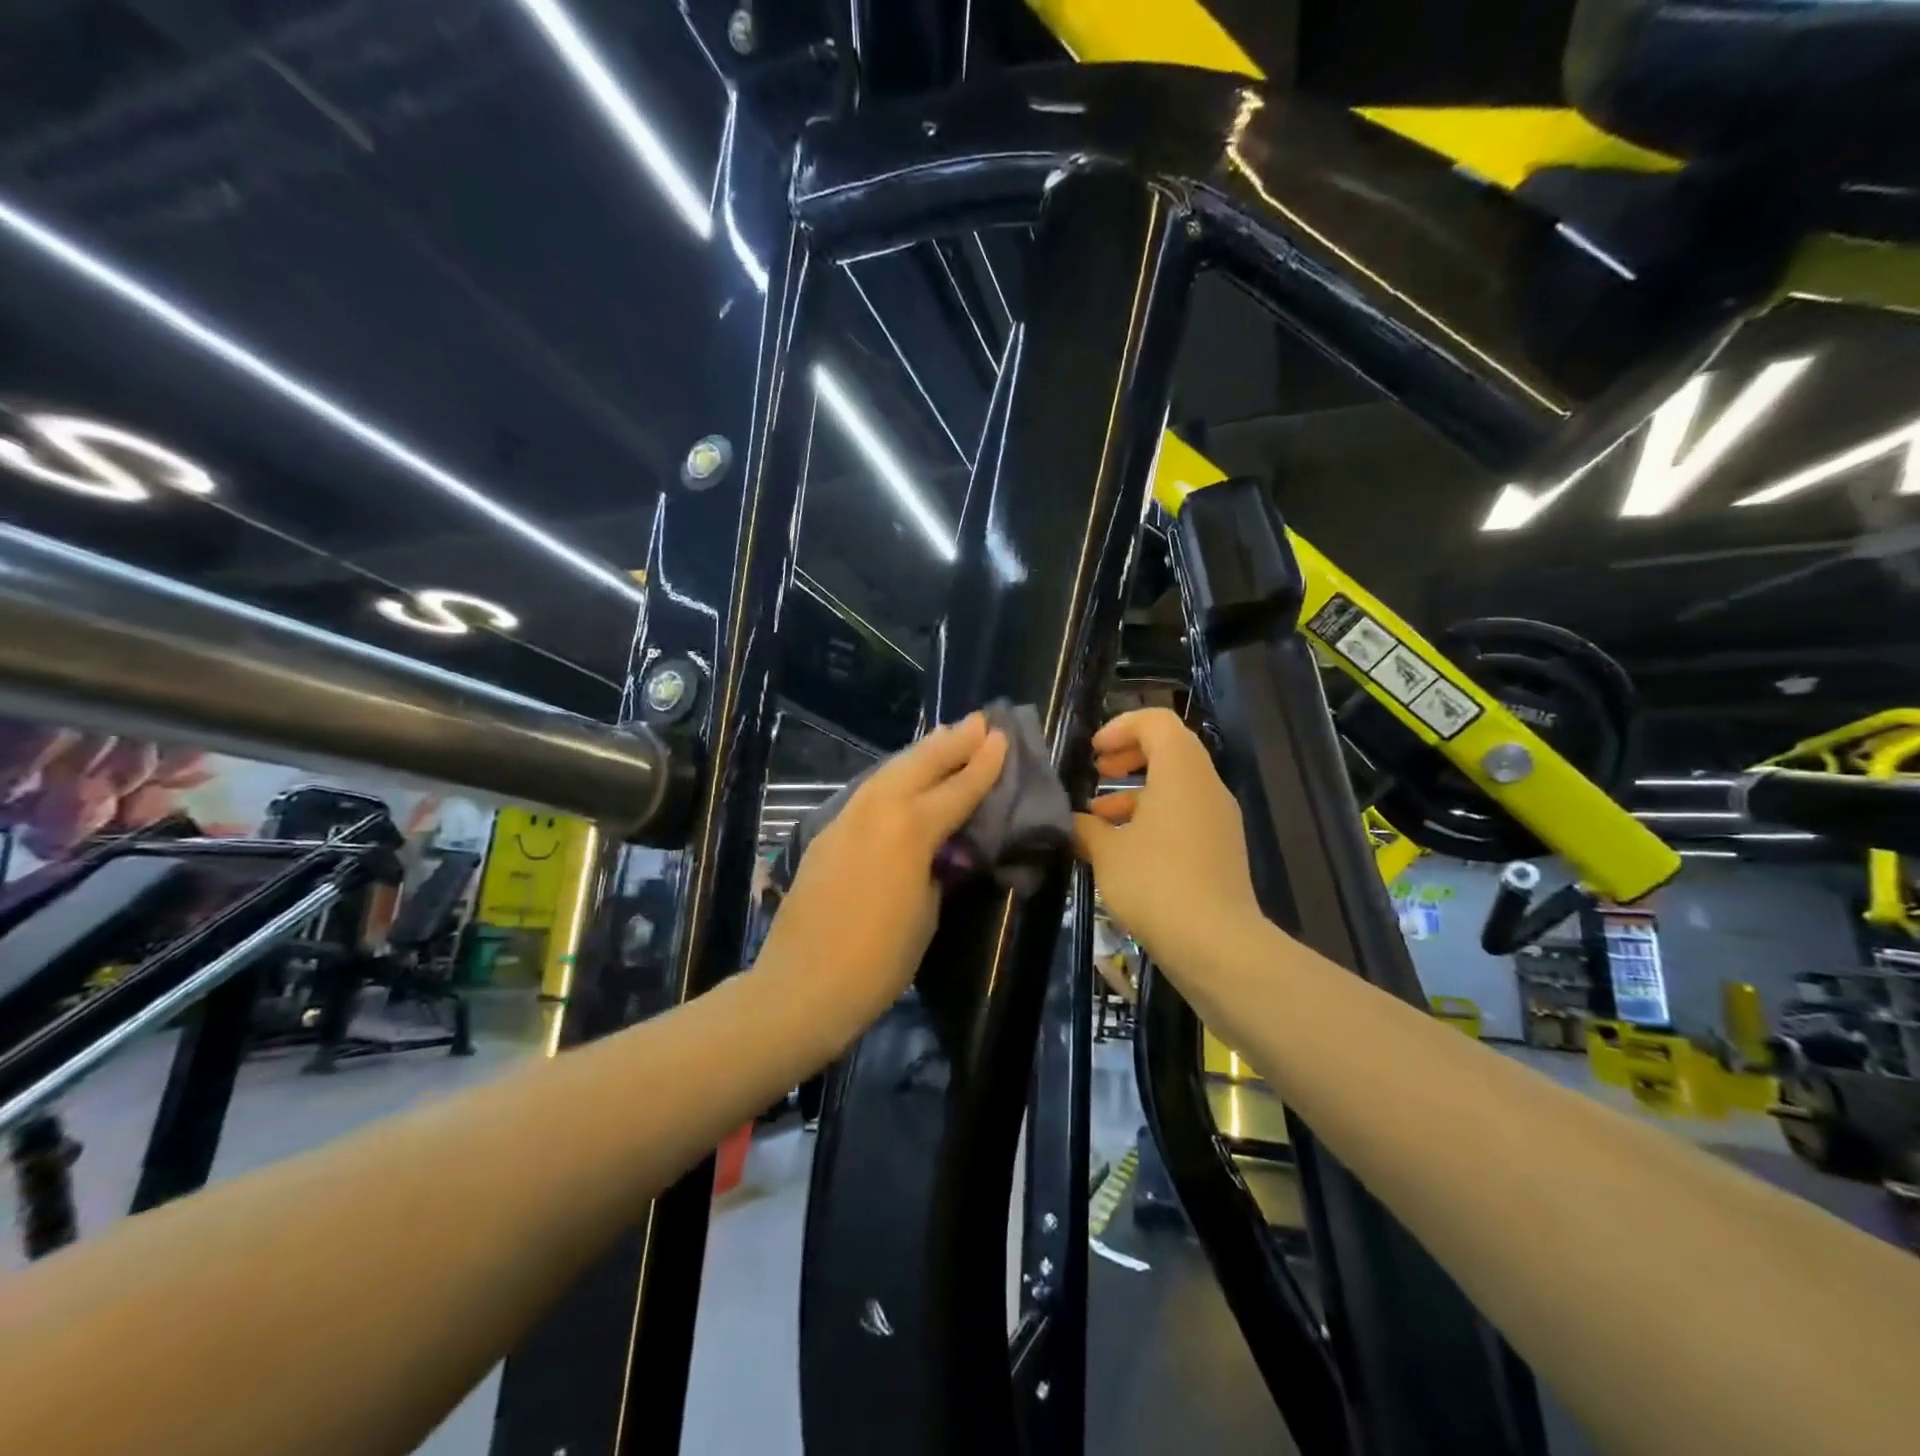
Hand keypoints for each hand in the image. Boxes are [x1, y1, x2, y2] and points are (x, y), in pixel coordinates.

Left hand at [757, 712, 1007, 1044]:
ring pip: (888, 771)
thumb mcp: (926, 912)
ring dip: (919, 752)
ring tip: (943, 736)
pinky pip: (867, 792)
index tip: (1001, 737)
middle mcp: (876, 810)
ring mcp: (845, 818)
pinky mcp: (825, 833)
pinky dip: (891, 777)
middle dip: (952, 741)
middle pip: (920, 763)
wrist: (803, 985)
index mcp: (910, 829)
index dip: (983, 764)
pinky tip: (900, 778)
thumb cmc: (879, 960)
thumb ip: (935, 869)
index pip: (957, 789)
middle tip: (979, 720)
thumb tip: (938, 851)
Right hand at [1073, 708, 1263, 973]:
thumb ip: (1085, 827)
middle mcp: (1206, 786)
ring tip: (1098, 820)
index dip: (1121, 727)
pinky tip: (1122, 851)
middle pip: (1169, 750)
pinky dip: (1153, 818)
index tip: (1094, 752)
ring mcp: (1218, 818)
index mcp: (1181, 771)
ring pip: (1175, 786)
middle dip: (1128, 756)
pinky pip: (1184, 815)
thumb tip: (1073, 821)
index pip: (1156, 722)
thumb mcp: (1106, 852)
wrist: (1215, 943)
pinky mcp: (1221, 849)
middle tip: (1098, 772)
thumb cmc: (1155, 883)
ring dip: (1135, 793)